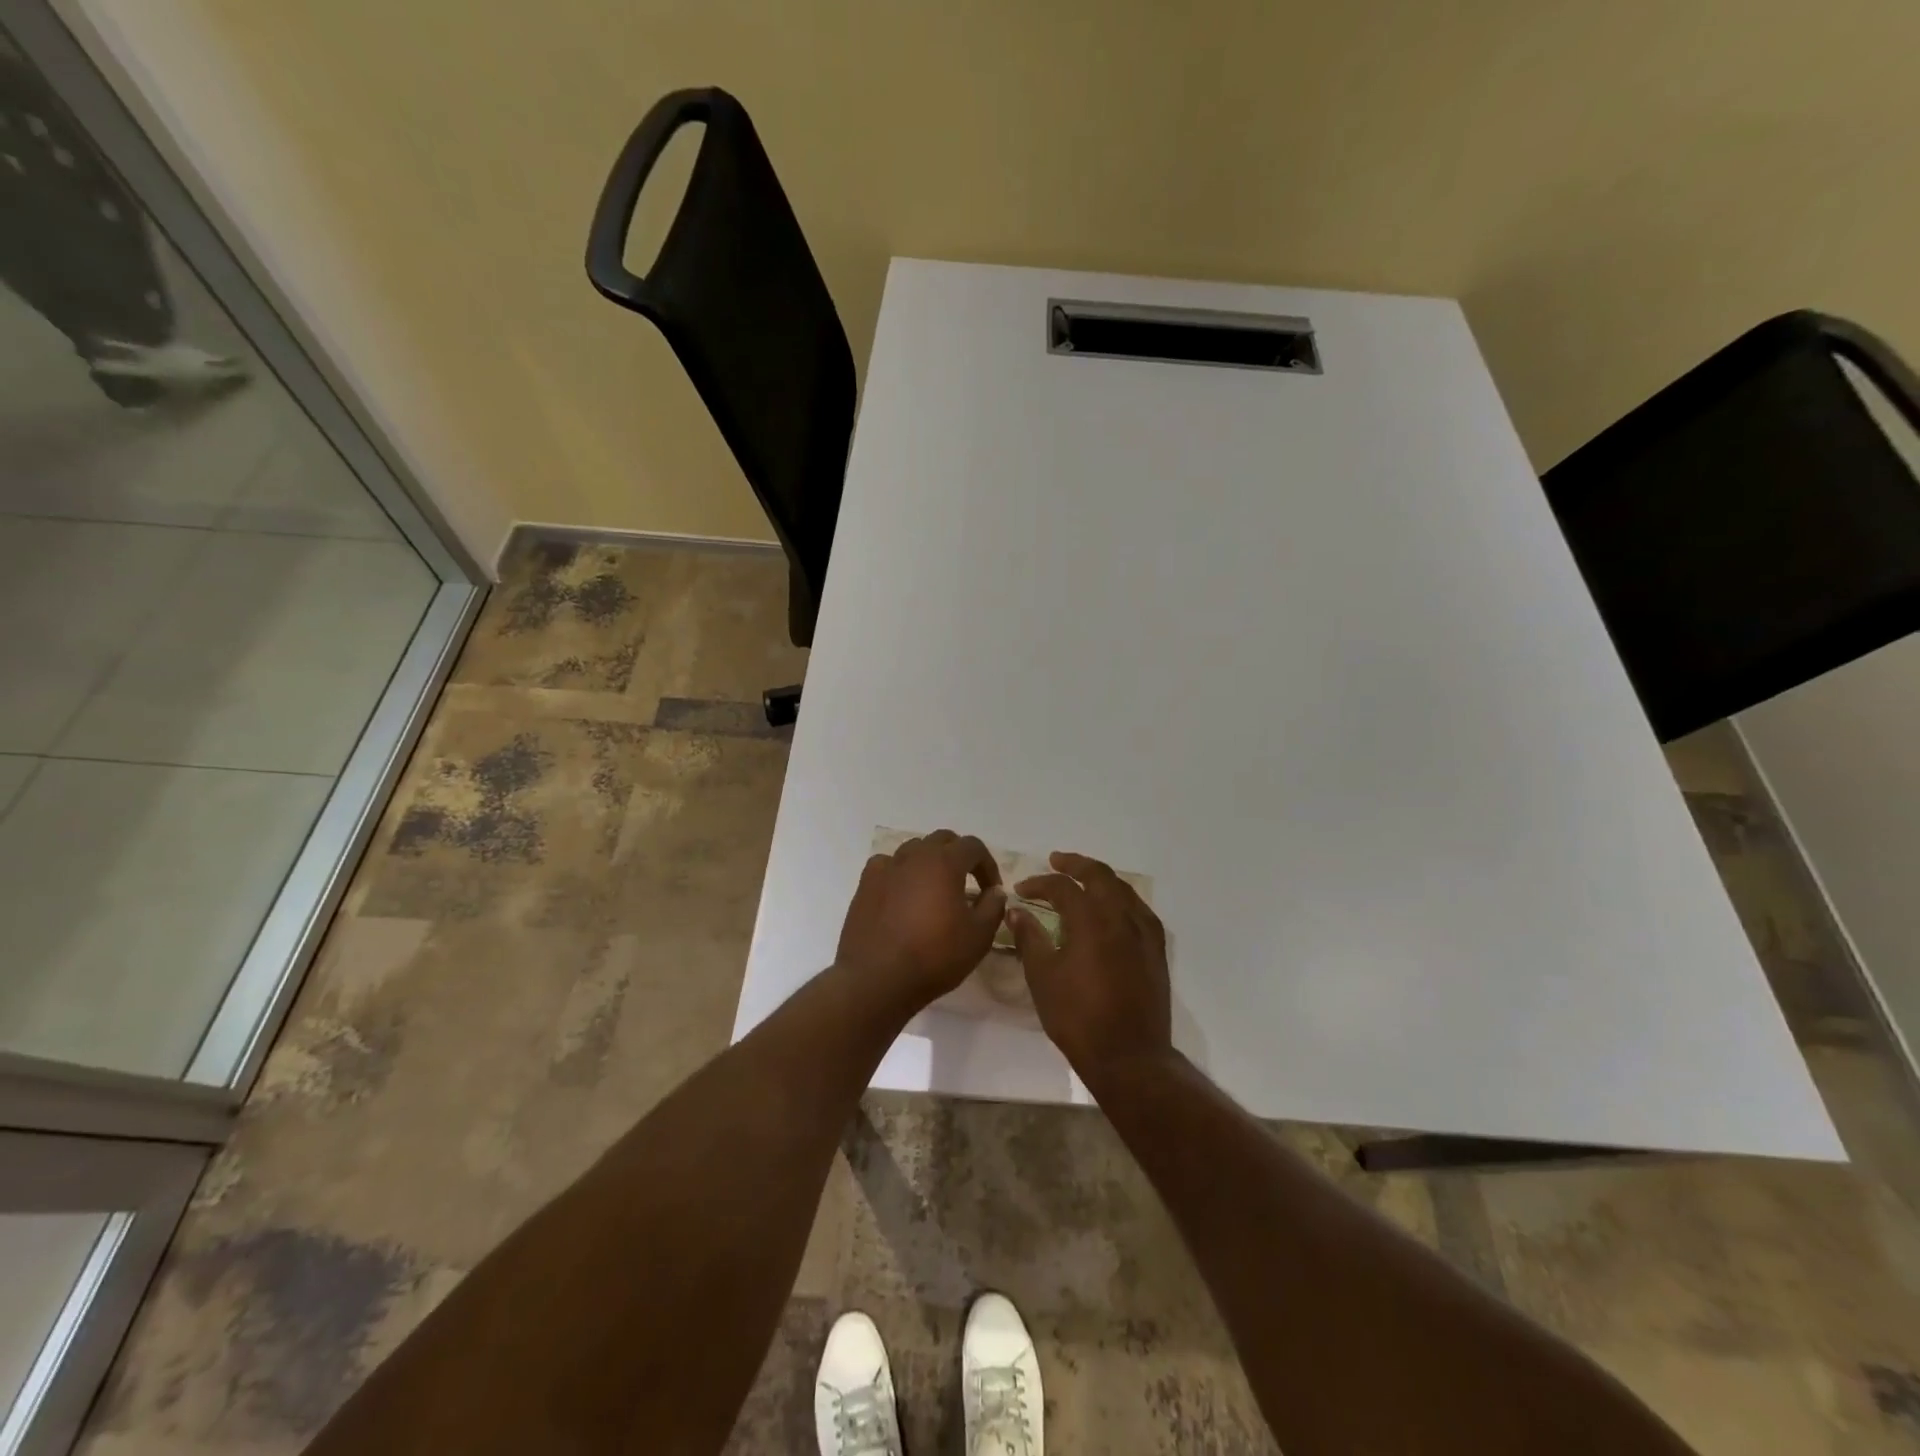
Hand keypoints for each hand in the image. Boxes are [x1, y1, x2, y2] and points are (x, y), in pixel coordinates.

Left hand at [835, 830, 1005, 1016]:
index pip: (973, 846)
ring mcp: (886, 867)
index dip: (987, 864)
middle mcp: (914, 855)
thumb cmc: (934, 957)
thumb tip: (995, 891)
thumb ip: (993, 907)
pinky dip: (900, 872)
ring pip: (913, 850)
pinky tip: (902, 893)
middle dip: (959, 856)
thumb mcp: (978, 937)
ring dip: (929, 862)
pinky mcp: (865, 883)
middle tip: (966, 882)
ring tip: (934, 888)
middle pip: (942, 840)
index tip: (991, 889)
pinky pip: (887, 865)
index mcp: (944, 862)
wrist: (877, 978)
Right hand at [1009, 851, 1171, 1083]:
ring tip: (1083, 879)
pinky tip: (1115, 908)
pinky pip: (1140, 910)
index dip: (1039, 883)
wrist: (1129, 1056)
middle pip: (1099, 876)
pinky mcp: (1156, 950)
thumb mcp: (1043, 977)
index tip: (1021, 890)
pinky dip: (1122, 898)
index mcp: (1091, 920)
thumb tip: (1017, 911)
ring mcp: (1143, 933)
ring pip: (1123, 889)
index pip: (1062, 888)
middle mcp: (1120, 917)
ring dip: (1100, 878)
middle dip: (1075, 865)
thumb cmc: (1078, 1017)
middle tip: (1056, 861)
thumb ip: (1030, 938)